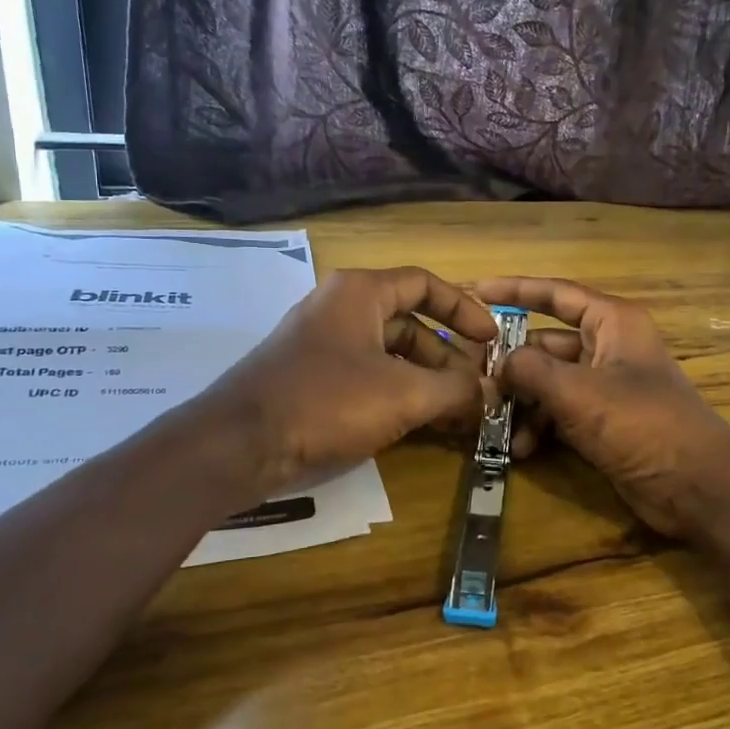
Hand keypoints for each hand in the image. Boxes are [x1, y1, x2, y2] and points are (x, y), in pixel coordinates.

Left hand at [199, 267, 498, 495]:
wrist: (238, 444)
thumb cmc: (326, 402)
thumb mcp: (404, 394)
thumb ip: (456, 389)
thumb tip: (489, 392)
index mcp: (361, 293)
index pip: (426, 284)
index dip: (464, 309)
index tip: (491, 339)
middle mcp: (341, 309)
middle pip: (410, 322)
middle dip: (448, 356)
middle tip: (477, 388)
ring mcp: (324, 344)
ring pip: (390, 354)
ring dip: (426, 380)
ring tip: (456, 413)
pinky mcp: (312, 378)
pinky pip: (368, 377)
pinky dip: (398, 394)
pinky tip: (420, 424)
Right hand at [473, 277, 729, 540]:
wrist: (696, 487)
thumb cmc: (641, 424)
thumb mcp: (578, 392)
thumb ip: (530, 370)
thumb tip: (497, 364)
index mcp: (612, 323)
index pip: (557, 294)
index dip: (516, 290)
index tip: (477, 291)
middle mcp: (608, 348)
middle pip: (547, 343)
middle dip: (511, 362)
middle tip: (471, 377)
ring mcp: (606, 387)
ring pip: (549, 382)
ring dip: (522, 402)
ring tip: (491, 422)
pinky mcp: (603, 422)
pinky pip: (559, 413)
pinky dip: (539, 427)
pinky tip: (520, 450)